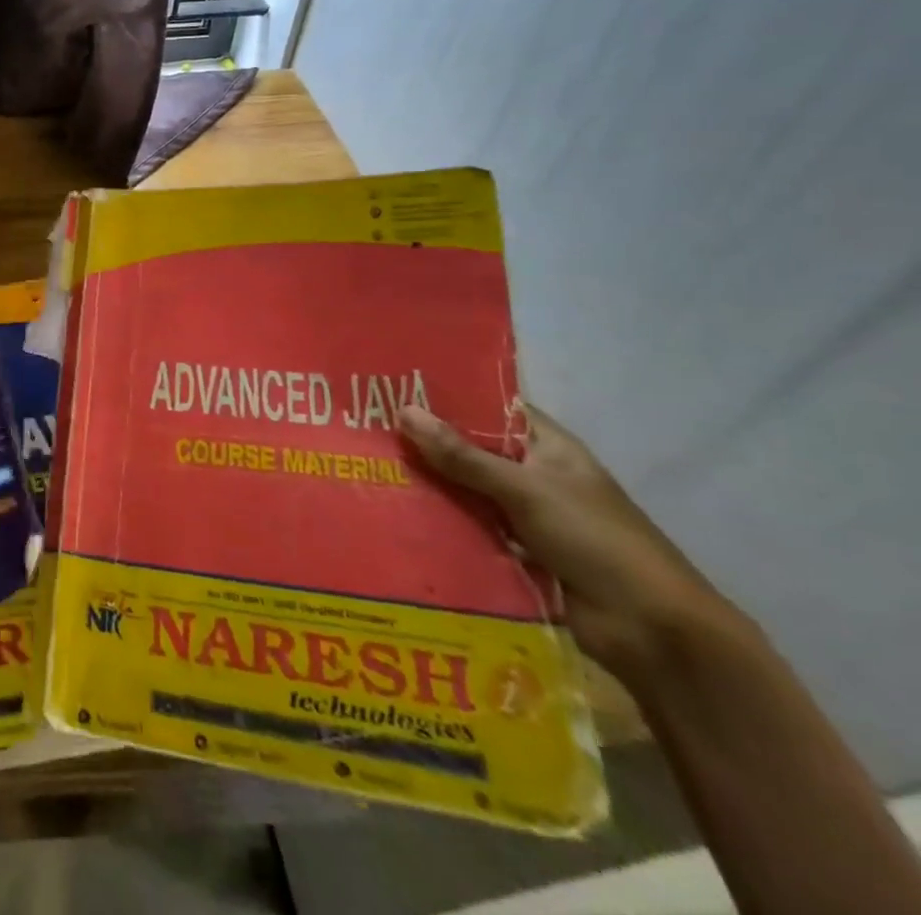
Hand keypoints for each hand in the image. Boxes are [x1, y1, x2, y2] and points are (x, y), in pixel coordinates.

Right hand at [396, 403, 730, 685]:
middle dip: (428, 443)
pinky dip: (443, 521)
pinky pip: (471, 527)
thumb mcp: (525, 490)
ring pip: (467, 489)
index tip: (396, 388)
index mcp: (549, 448)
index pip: (493, 408)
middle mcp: (536, 475)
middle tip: (367, 429)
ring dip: (431, 484)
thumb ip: (463, 455)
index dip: (449, 397)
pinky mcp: (518, 552)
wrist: (654, 633)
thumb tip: (404, 411)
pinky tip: (398, 513)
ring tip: (371, 468)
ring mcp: (527, 515)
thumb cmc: (597, 542)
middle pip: (473, 450)